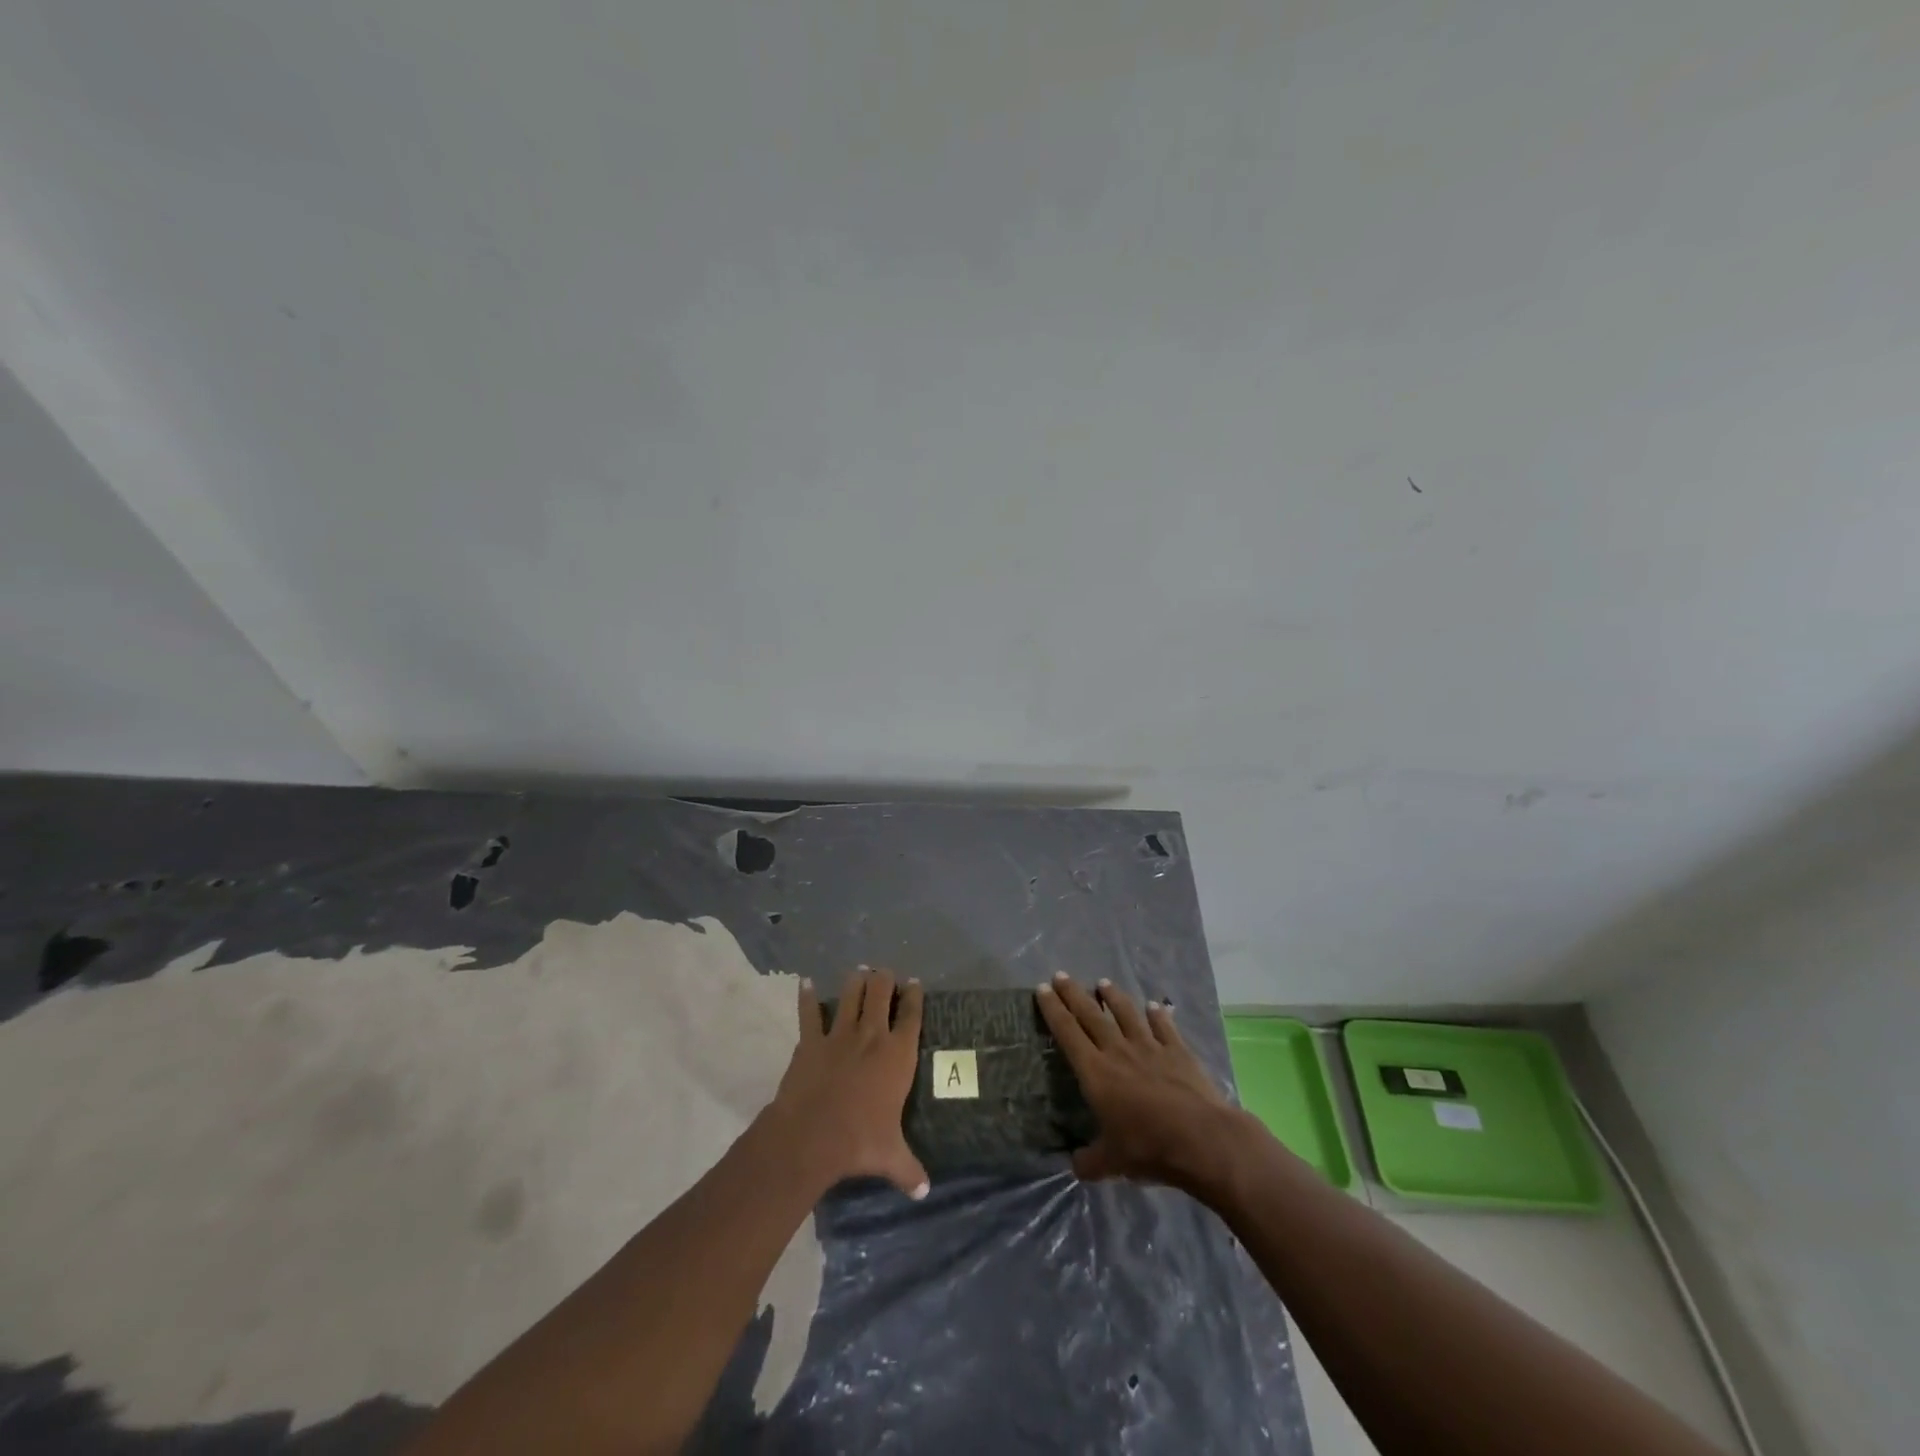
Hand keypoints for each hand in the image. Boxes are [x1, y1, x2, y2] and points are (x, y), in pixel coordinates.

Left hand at [765, 966, 929, 1198]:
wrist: (812, 1136)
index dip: (915, 996)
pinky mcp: (811, 1041)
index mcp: (898, 1055)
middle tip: (885, 974)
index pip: (912, 1016)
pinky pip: (809, 1013)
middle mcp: (872, 1036)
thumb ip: (909, 1169)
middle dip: (885, 979)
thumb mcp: (891, 1157)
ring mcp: (840, 1035)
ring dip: (856, 981)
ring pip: (851, 994)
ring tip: (859, 971)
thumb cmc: (859, 1142)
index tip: (915, 983)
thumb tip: (924, 1192)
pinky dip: (808, 996)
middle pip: (881, 993)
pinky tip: (806, 982)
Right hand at [1036, 971, 1234, 1188]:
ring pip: (1126, 1014)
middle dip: (1074, 994)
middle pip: (1091, 1015)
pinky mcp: (1178, 1051)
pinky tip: (1155, 1006)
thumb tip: (1074, 1165)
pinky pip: (1164, 1027)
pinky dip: (1158, 1015)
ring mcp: (1150, 1047)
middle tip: (1061, 975)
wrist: (1201, 1139)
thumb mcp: (1111, 1163)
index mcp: (1096, 1072)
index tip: (1043, 989)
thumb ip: (1090, 1161)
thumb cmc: (1149, 1148)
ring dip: (1113, 997)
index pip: (1067, 1033)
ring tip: (1103, 983)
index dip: (1053, 1010)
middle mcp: (1118, 1051)